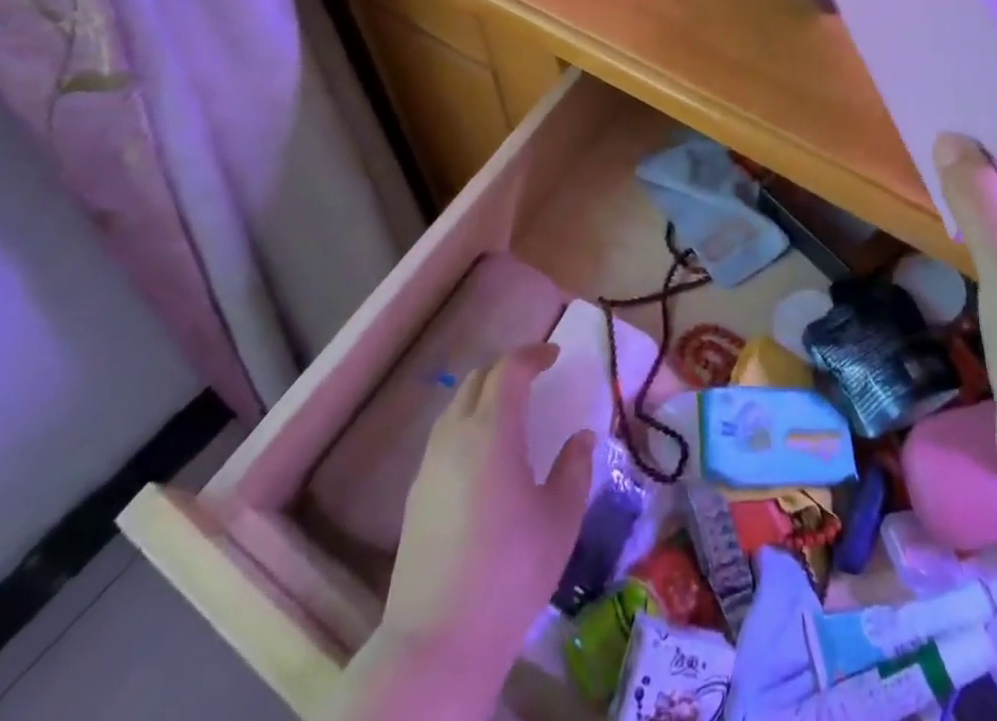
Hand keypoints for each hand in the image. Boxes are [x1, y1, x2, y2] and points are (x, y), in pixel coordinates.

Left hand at [377, 344, 595, 665]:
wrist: (437, 641)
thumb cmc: (511, 571)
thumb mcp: (560, 517)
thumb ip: (575, 467)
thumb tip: (582, 437)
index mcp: (492, 431)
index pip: (508, 369)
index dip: (532, 355)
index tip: (554, 356)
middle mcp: (455, 436)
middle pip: (477, 380)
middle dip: (507, 370)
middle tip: (535, 378)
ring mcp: (429, 466)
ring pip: (456, 407)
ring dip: (484, 396)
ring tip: (512, 414)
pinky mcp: (415, 495)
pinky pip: (444, 438)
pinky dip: (468, 425)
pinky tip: (485, 457)